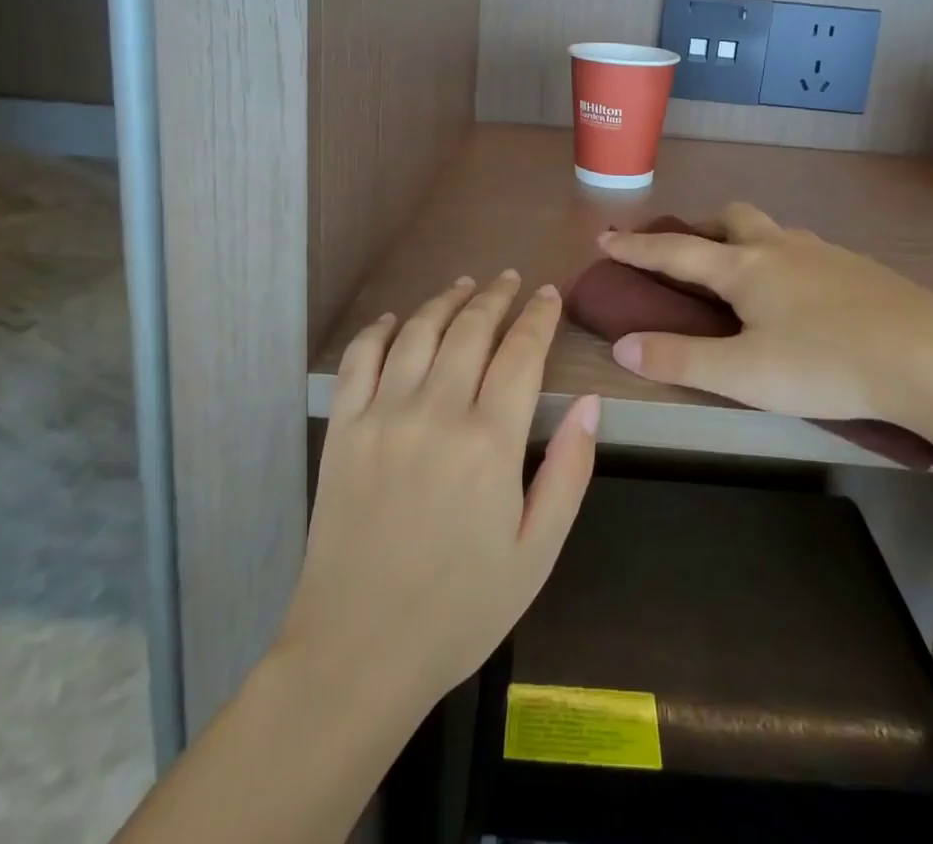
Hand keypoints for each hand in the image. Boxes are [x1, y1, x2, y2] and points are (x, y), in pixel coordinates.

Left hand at [278, 271, 599, 713]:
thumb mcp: (536, 553)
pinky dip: (381, 329)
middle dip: (496, 296)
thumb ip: (568, 473)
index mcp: (490, 442)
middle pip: (471, 328)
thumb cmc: (461, 609)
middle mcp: (436, 412)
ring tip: (466, 285)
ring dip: (446, 300)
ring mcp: (383, 415)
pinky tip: (398, 319)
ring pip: (419, 331)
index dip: (539, 316)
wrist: (359, 652)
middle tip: (510, 279)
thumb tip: (590, 403)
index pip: (522, 352)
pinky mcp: (343, 429)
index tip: (549, 293)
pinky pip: (360, 359)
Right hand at [599, 204, 932, 434]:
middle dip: (702, 229)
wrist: (931, 356)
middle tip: (691, 256)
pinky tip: (801, 296)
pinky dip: (785, 260)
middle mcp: (780, 248)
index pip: (675, 251)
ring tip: (744, 277)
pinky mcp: (859, 268)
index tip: (605, 237)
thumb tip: (621, 345)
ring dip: (746, 240)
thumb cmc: (826, 364)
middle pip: (731, 218)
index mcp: (744, 267)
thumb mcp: (743, 374)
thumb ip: (679, 359)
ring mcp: (824, 253)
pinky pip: (806, 250)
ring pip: (773, 231)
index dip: (636, 247)